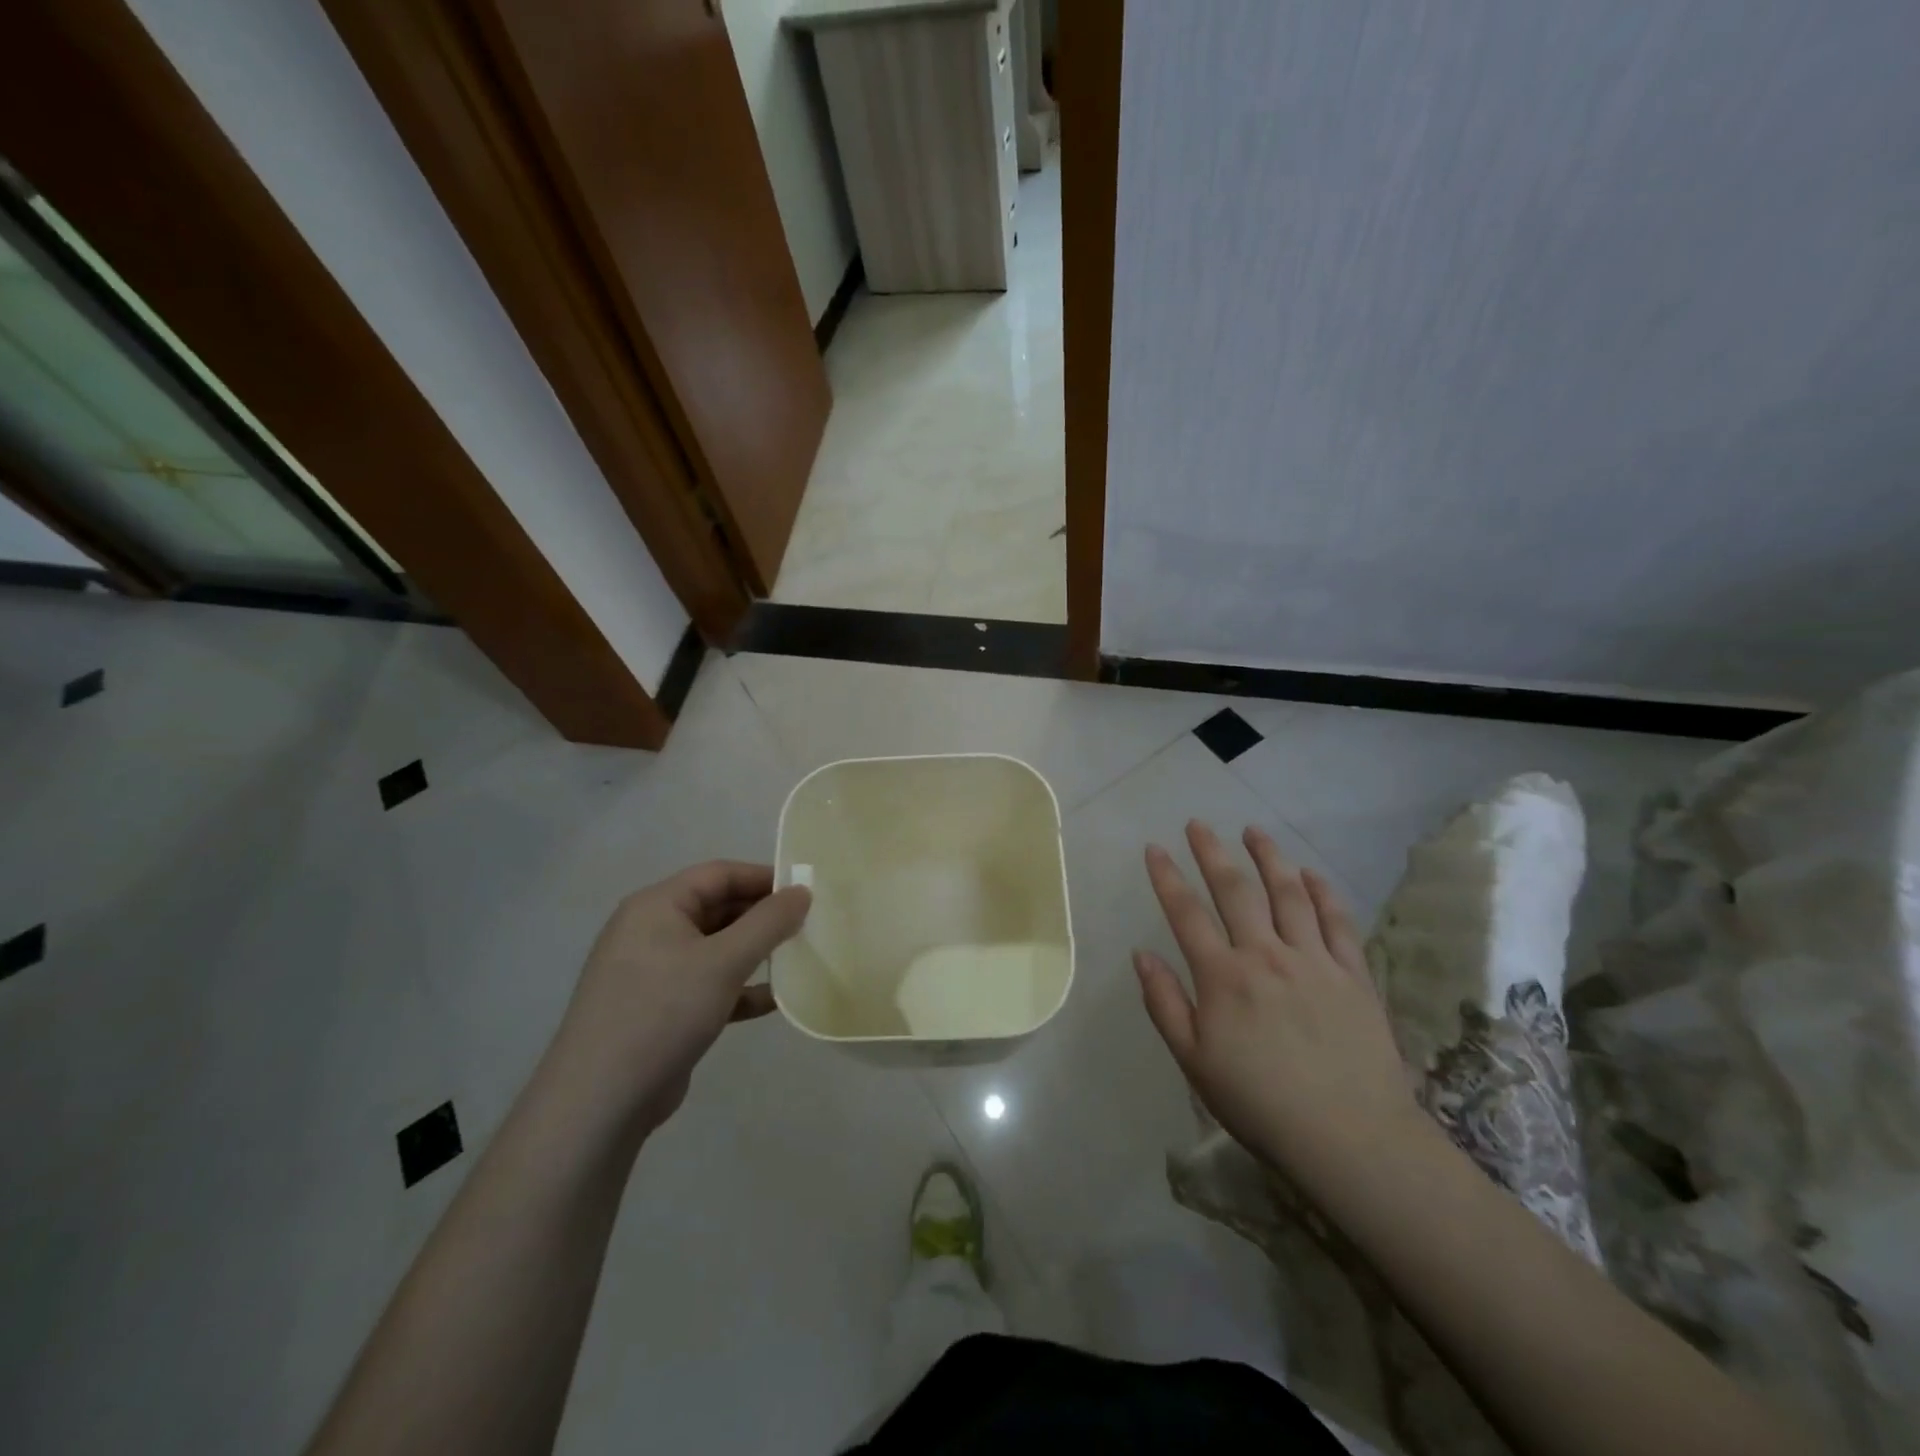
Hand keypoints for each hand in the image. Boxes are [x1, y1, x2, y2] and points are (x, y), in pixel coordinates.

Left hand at [549, 862, 810, 1138]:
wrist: (600, 1102)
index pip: (719, 874)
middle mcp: (651, 931)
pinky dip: (739, 988)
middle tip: (808, 926)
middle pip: (718, 908)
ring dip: (755, 953)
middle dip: (762, 917)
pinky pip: (708, 984)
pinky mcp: (660, 1009)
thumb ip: (768, 923)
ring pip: (716, 948)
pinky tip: (774, 1000)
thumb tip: (801, 891)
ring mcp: (653, 972)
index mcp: (657, 906)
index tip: (805, 892)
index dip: (763, 878)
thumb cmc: (663, 1012)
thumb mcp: (724, 961)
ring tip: (798, 959)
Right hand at [1135, 822, 1426, 1203]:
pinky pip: (1337, 921)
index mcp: (1223, 977)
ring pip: (1288, 894)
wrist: (1350, 1138)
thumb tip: (1141, 954)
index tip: (1154, 848)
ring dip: (1268, 858)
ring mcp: (1313, 960)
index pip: (1186, 913)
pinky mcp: (1353, 974)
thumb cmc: (1259, 1104)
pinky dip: (1322, 892)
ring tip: (1253, 831)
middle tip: (1198, 824)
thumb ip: (1165, 1003)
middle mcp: (1266, 956)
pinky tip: (1310, 874)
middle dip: (1212, 852)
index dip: (1167, 877)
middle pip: (1236, 890)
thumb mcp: (1194, 1062)